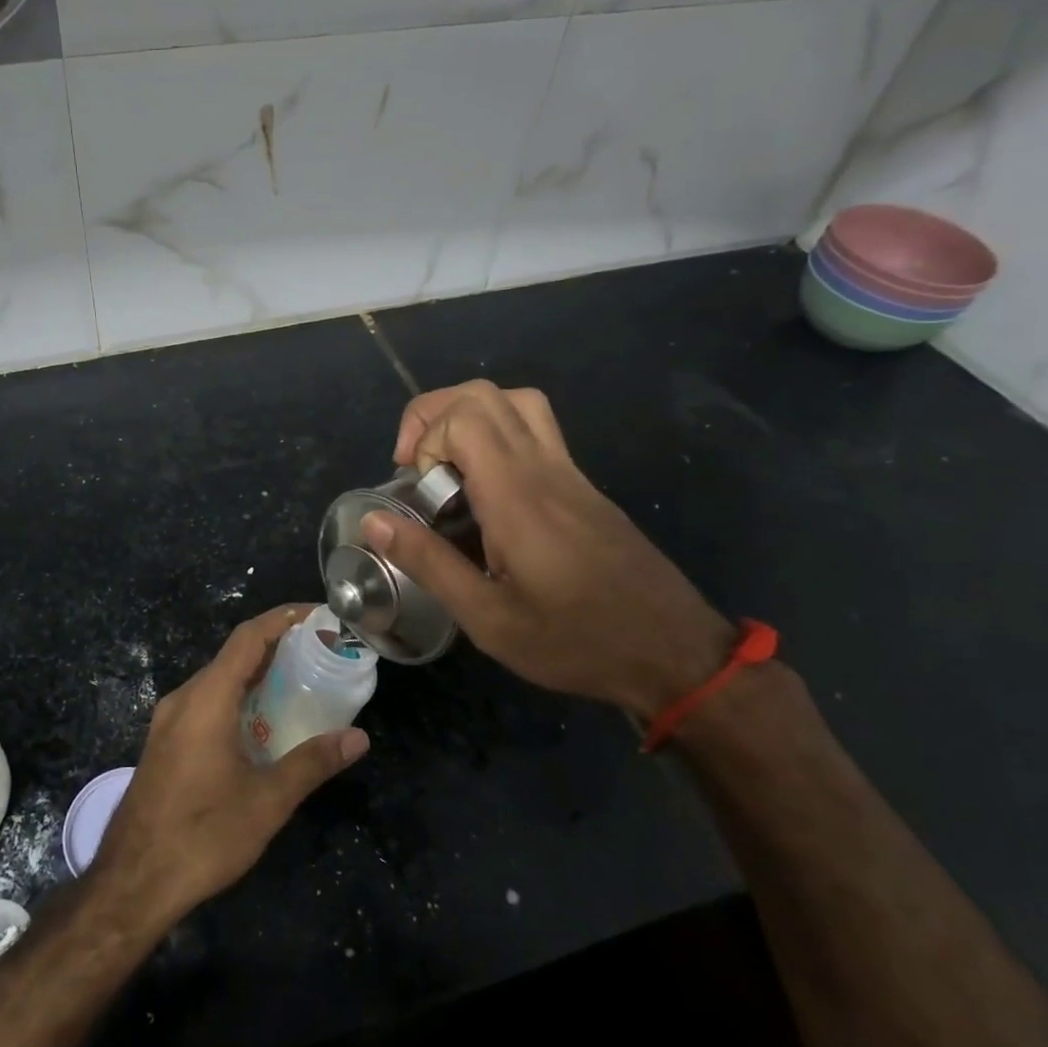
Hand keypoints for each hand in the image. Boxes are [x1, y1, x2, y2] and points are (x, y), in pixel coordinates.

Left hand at [92, 604, 368, 923]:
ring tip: (298, 680)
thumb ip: (312, 763)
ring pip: (218, 680)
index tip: (316, 613)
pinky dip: (237, 697)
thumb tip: (358, 737)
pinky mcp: (164, 743)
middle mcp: (183, 699)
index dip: (282, 618)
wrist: (132, 883)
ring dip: (255, 673)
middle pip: (232, 655)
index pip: (247, 638)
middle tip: (318, 649)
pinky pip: (206, 703)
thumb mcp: (267, 802)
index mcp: (206, 699)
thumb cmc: (203, 836)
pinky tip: (261, 723)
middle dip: (275, 645)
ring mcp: (168, 721)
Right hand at [360, 380, 733, 720]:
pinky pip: (535, 428)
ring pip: (515, 401)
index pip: (465, 417)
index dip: (426, 440)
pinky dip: (496, 434)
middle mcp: (544, 468)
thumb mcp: (489, 619)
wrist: (674, 652)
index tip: (417, 492)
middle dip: (434, 416)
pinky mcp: (582, 485)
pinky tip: (485, 490)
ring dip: (468, 417)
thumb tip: (373, 522)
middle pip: (485, 394)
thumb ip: (428, 563)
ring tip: (448, 466)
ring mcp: (569, 472)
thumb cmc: (577, 642)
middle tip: (417, 468)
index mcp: (517, 496)